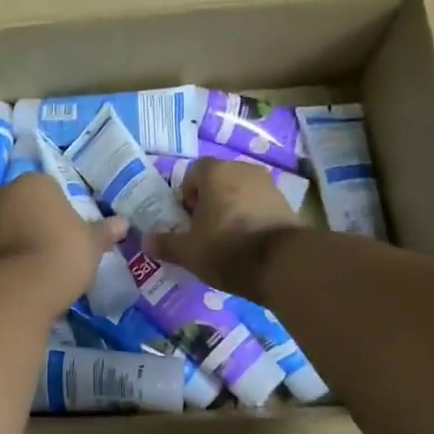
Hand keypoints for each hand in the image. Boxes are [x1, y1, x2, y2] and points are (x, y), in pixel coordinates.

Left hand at [0, 173, 128, 304]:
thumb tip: (123, 223)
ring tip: (44, 264)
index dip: (64, 210)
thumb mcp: (92, 243)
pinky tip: (27, 275)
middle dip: (40, 221)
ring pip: (12, 224)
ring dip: (24, 238)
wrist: (21, 288)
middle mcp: (6, 192)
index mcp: (36, 181)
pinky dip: (12, 256)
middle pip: (28, 204)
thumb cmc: (63, 252)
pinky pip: (1, 246)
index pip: (52, 188)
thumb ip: (105, 231)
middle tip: (60, 246)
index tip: (73, 231)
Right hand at [146, 158, 299, 300]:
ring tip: (227, 238)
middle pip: (218, 180)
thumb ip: (166, 243)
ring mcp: (268, 184)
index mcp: (215, 172)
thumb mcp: (188, 252)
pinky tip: (249, 242)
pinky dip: (252, 217)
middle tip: (204, 229)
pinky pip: (259, 205)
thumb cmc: (226, 248)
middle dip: (209, 201)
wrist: (283, 263)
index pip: (193, 172)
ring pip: (240, 192)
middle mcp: (242, 169)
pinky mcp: (286, 202)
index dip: (186, 195)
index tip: (187, 219)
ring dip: (231, 208)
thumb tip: (146, 241)